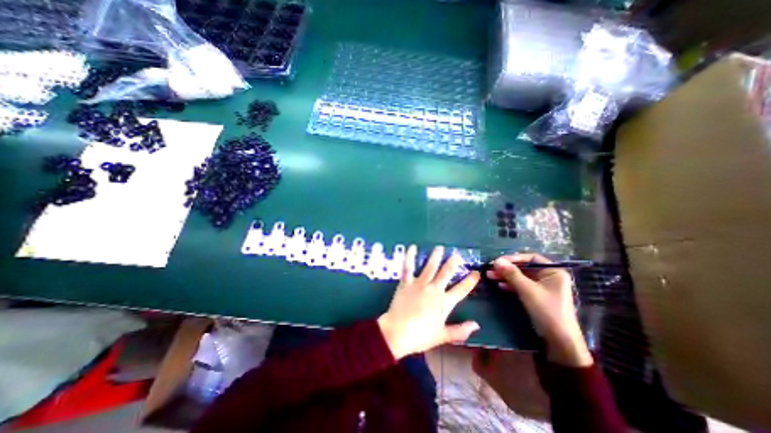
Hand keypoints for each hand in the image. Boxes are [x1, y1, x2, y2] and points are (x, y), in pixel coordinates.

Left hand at [376, 245, 480, 358]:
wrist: (398, 332)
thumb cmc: (420, 336)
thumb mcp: (443, 336)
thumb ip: (460, 331)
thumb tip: (476, 325)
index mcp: (444, 303)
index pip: (461, 290)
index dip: (470, 281)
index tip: (476, 272)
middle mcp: (434, 289)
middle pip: (446, 273)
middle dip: (453, 262)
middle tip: (457, 254)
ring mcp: (419, 284)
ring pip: (430, 267)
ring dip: (436, 256)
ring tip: (439, 248)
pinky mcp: (406, 282)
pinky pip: (408, 267)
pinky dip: (410, 256)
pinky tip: (412, 247)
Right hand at [487, 253, 591, 365]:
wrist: (559, 340)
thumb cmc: (547, 310)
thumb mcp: (527, 290)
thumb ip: (512, 274)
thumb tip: (496, 261)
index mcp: (553, 271)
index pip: (530, 258)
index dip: (514, 258)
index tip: (498, 260)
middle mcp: (548, 276)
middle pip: (524, 267)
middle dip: (507, 268)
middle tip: (491, 269)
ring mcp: (542, 287)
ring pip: (521, 277)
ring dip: (506, 276)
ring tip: (490, 276)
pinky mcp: (536, 296)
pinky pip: (522, 286)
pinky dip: (511, 285)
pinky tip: (500, 285)